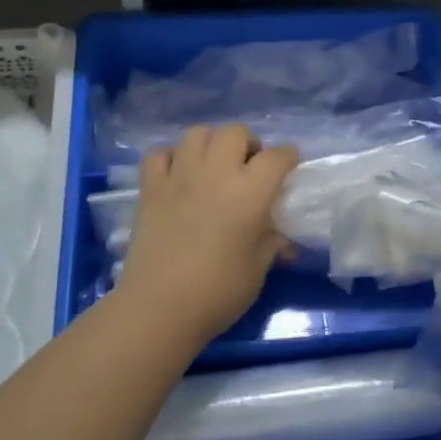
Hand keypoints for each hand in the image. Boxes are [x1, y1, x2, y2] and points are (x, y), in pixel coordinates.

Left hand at [116, 125, 297, 347]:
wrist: (159, 307)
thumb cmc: (218, 291)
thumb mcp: (258, 270)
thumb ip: (272, 245)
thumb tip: (283, 242)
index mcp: (250, 191)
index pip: (277, 156)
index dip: (288, 157)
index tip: (290, 166)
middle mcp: (216, 173)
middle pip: (235, 132)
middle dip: (248, 143)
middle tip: (249, 167)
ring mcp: (179, 176)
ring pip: (197, 134)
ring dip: (211, 144)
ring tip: (214, 166)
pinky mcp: (150, 188)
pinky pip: (158, 154)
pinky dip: (170, 157)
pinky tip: (177, 175)